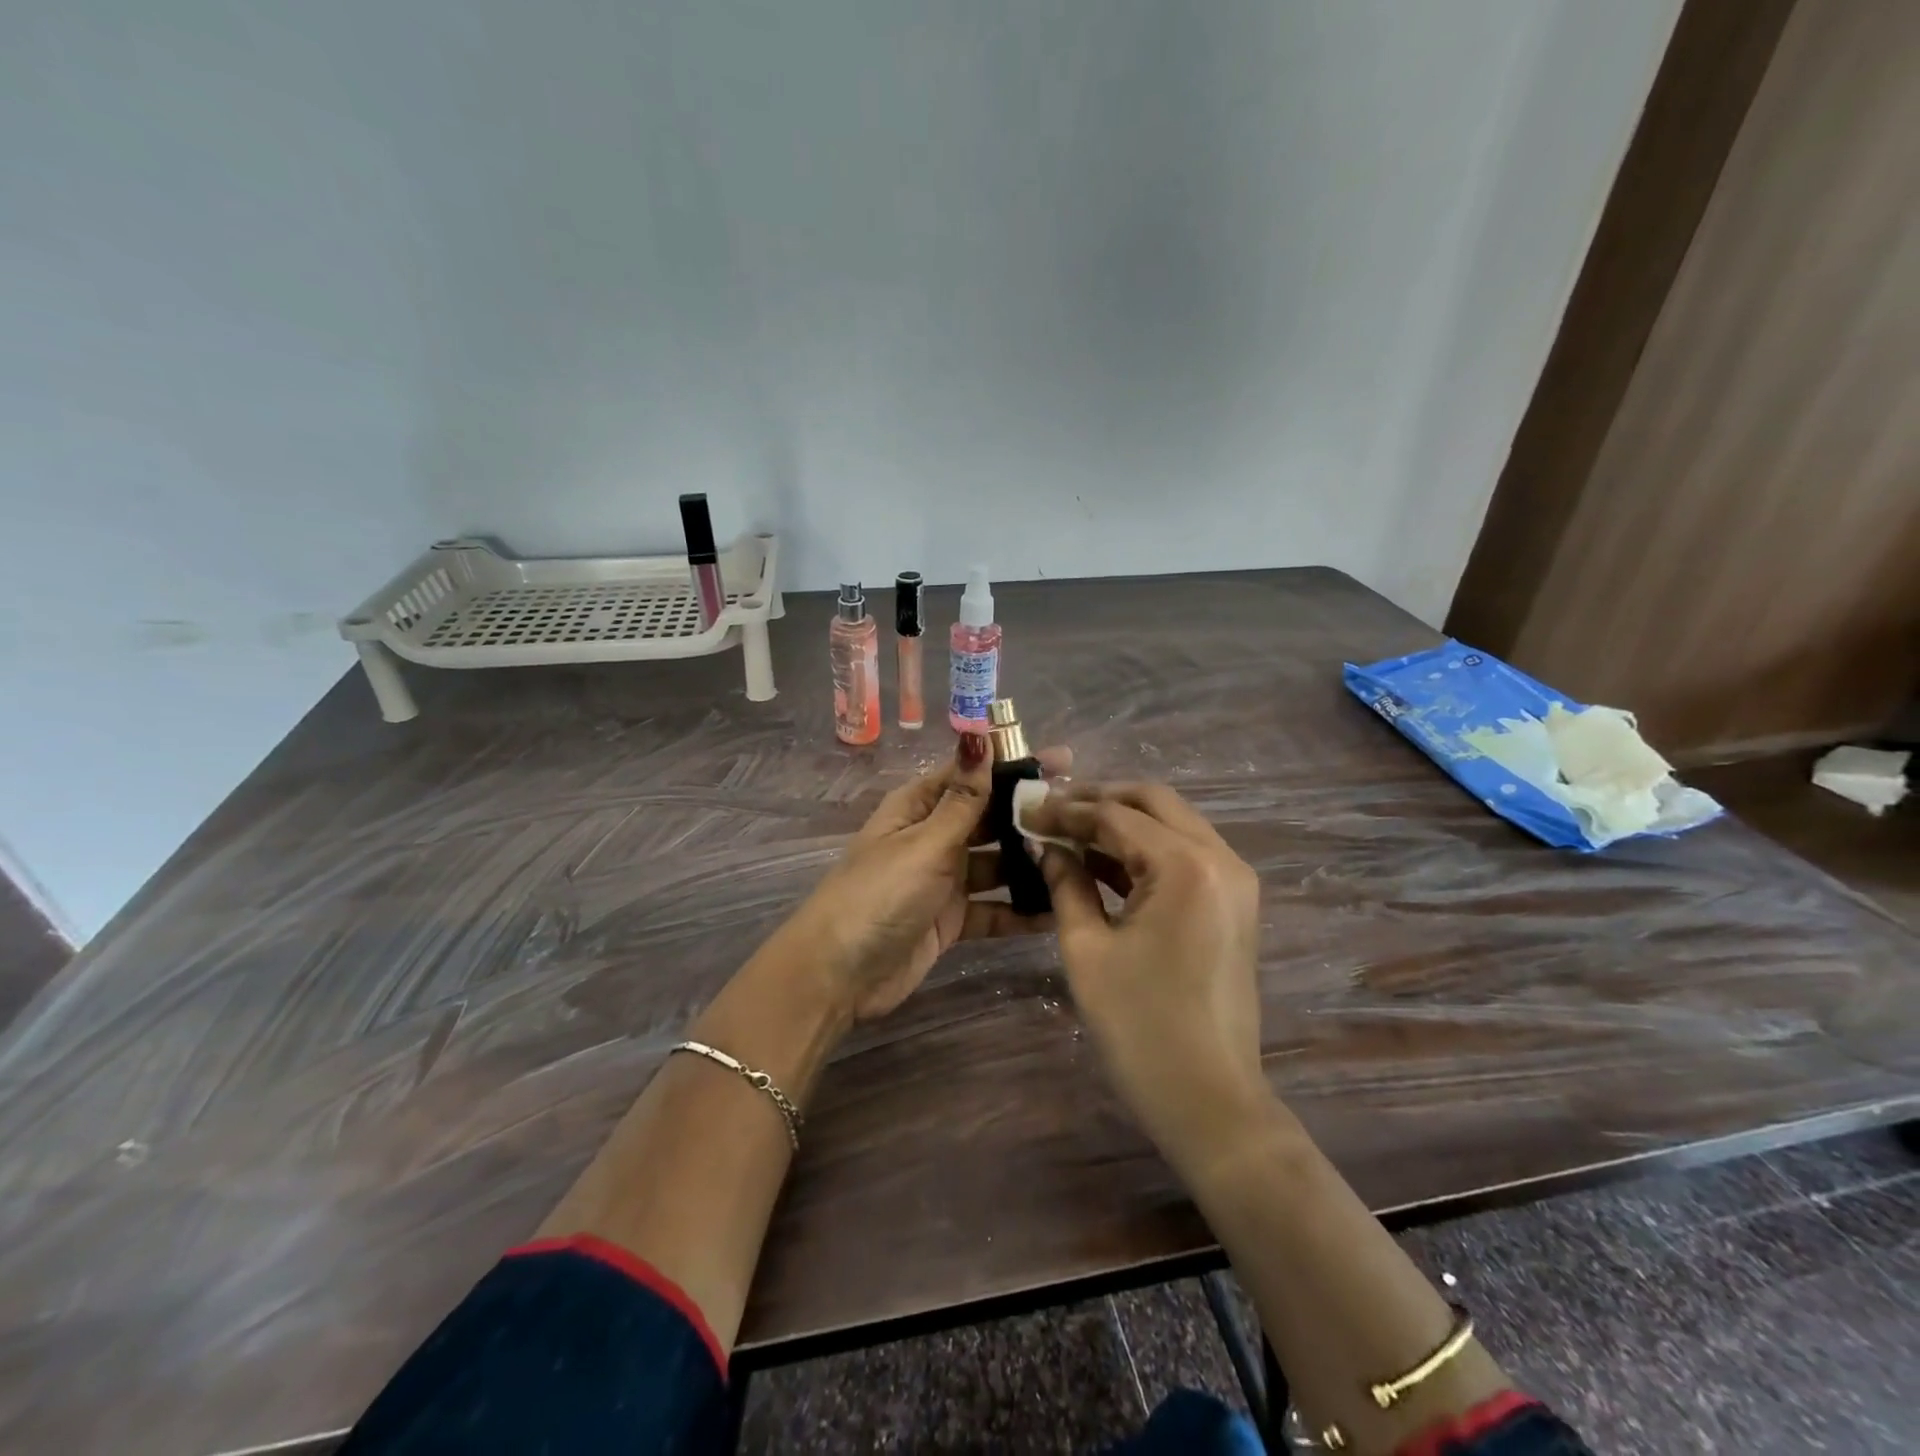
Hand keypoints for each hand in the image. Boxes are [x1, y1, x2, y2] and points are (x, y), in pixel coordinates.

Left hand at [789, 735, 1070, 1021]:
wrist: (837, 975)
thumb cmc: (879, 895)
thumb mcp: (924, 843)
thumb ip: (963, 799)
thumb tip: (978, 733)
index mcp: (919, 807)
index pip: (973, 776)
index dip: (1015, 766)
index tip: (1066, 763)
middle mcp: (933, 837)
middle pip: (989, 820)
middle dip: (1031, 818)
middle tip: (1085, 819)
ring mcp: (943, 880)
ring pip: (996, 865)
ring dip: (1031, 865)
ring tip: (1084, 863)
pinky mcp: (951, 920)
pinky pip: (993, 909)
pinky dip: (1020, 911)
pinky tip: (1059, 912)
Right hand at [1028, 783, 1270, 1164]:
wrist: (1210, 1101)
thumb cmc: (1140, 1027)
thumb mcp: (1087, 949)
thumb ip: (1066, 883)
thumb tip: (1047, 845)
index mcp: (1186, 865)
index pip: (1115, 814)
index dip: (1065, 809)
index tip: (1025, 810)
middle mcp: (1221, 858)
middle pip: (1153, 801)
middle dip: (1099, 799)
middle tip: (1051, 810)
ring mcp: (1235, 879)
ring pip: (1172, 822)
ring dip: (1123, 820)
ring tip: (1069, 829)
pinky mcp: (1234, 902)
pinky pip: (1185, 853)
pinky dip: (1145, 848)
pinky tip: (1102, 861)